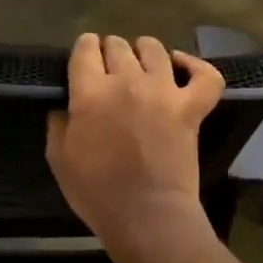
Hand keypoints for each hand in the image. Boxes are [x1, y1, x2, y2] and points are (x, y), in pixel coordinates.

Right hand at [46, 34, 224, 250]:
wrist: (147, 217)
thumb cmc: (97, 192)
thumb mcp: (58, 158)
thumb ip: (58, 123)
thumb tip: (65, 105)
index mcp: (90, 92)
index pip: (84, 48)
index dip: (83, 50)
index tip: (83, 61)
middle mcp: (127, 81)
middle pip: (117, 45)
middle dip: (109, 52)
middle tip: (108, 71)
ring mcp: (164, 92)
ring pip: (154, 49)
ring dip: (143, 52)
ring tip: (140, 65)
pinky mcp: (192, 108)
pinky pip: (204, 75)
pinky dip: (195, 66)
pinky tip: (180, 66)